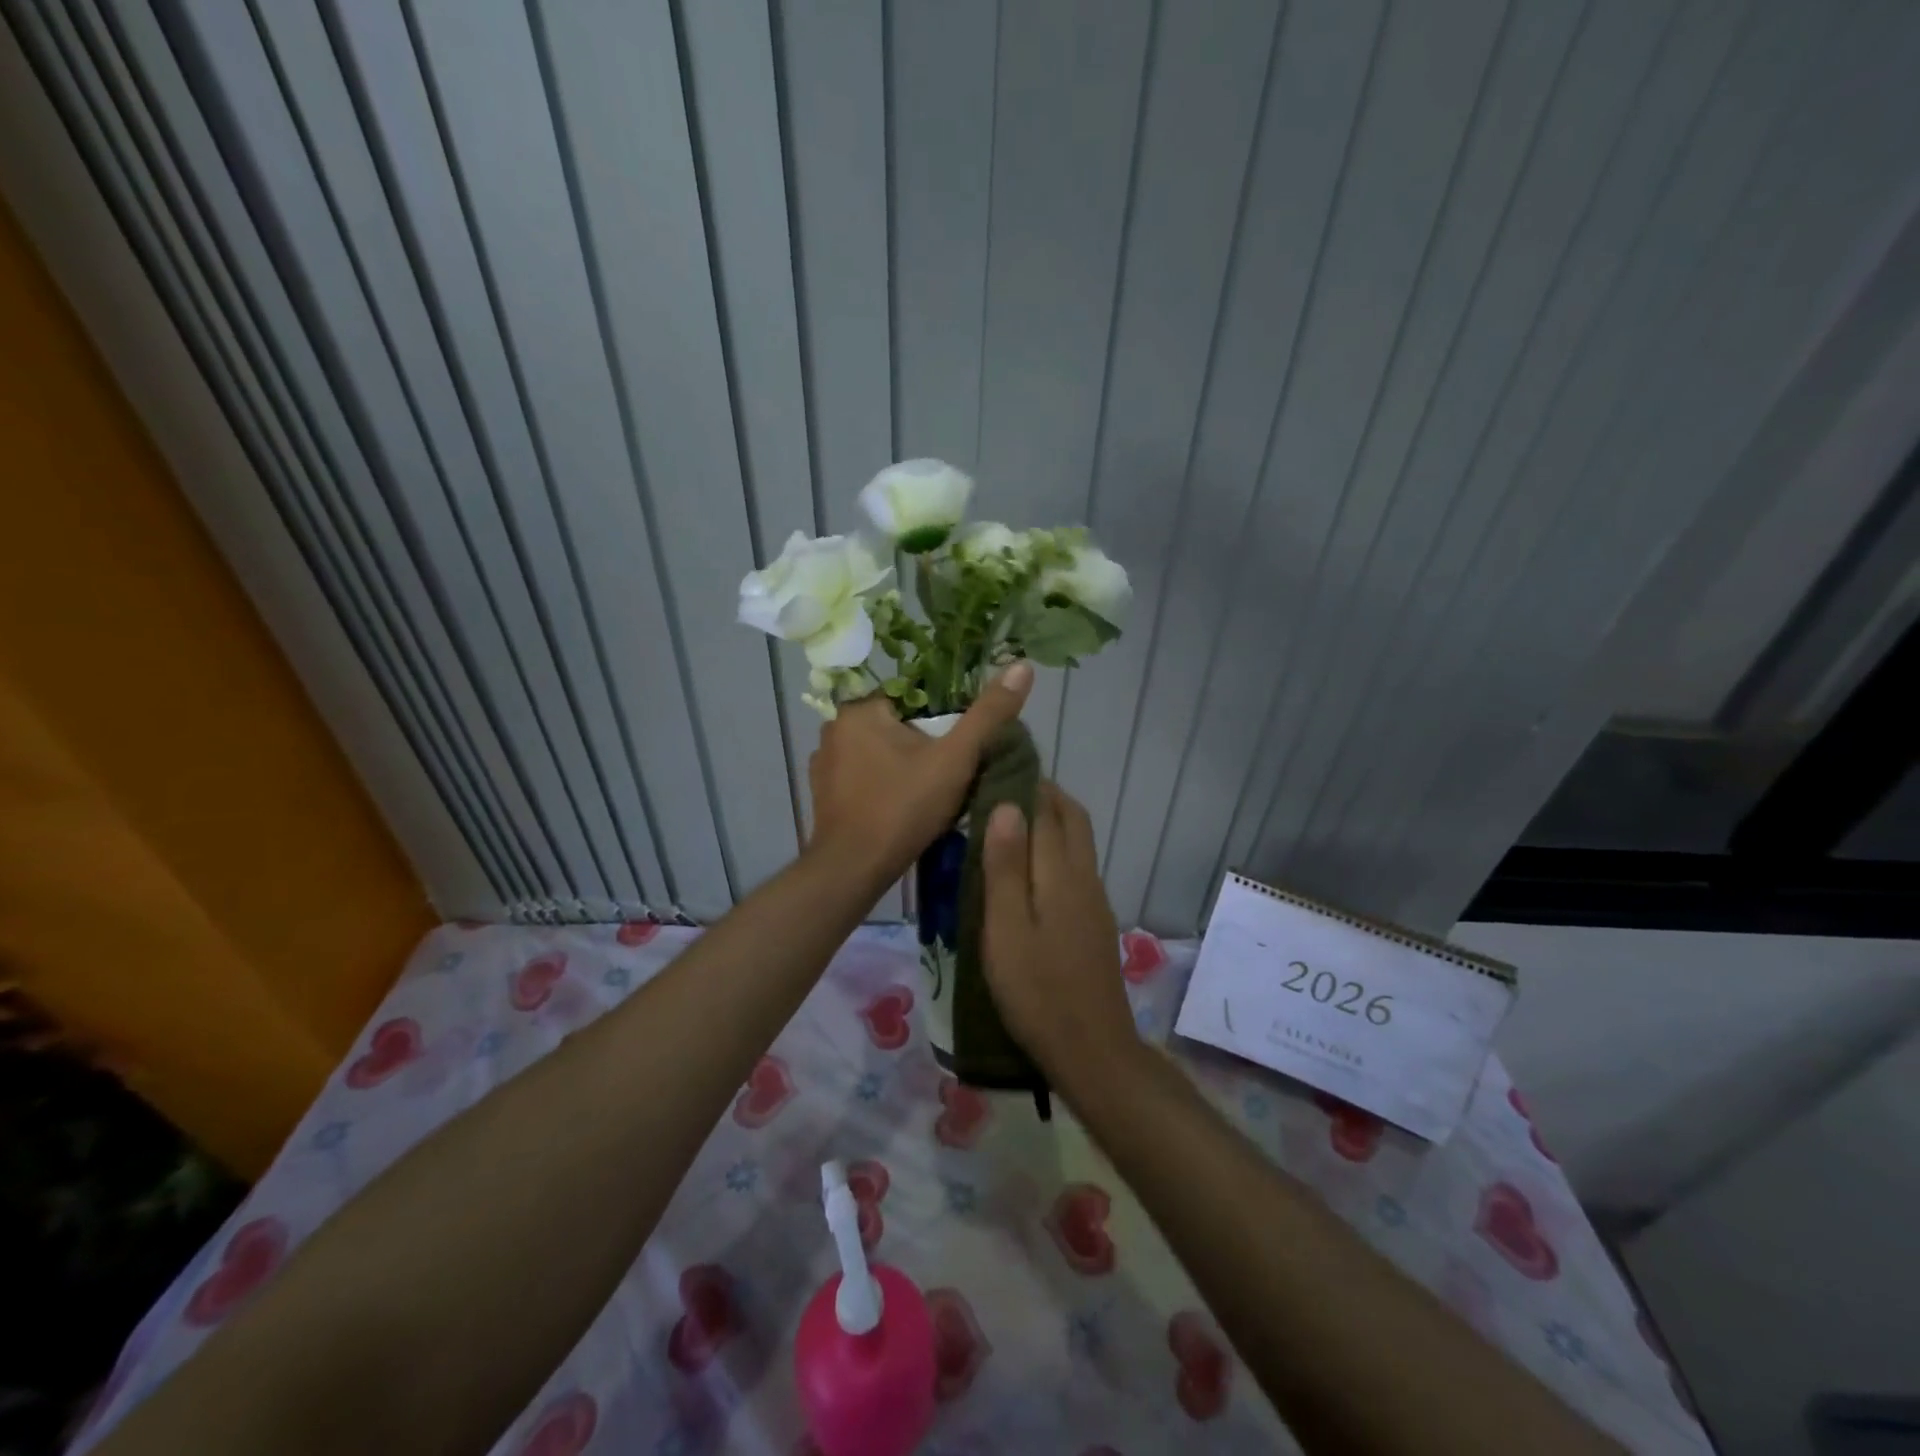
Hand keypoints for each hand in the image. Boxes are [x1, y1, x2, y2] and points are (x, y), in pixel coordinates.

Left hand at [807, 662, 1033, 883]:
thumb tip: (1022, 665)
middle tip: (950, 773)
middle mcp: (834, 728)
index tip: (959, 745)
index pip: (912, 697)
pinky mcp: (823, 792)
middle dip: (923, 743)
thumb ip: (989, 714)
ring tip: (929, 792)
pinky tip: (901, 806)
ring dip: (902, 764)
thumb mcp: (955, 759)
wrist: (854, 869)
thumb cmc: (903, 808)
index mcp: (860, 709)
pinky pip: (862, 776)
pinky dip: (882, 784)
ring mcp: (824, 763)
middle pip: (896, 724)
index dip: (942, 719)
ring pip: (878, 751)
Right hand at [979, 781, 1140, 1082]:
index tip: (996, 767)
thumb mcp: (1006, 929)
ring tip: (1006, 825)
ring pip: (1075, 843)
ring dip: (1048, 823)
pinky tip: (1027, 873)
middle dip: (1043, 795)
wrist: (1092, 1050)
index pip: (1048, 809)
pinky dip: (1053, 852)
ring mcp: (1094, 901)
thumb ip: (1006, 867)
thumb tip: (1008, 804)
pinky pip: (1075, 868)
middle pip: (1072, 819)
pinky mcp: (1094, 923)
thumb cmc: (1037, 990)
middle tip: (1001, 790)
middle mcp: (1084, 877)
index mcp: (1061, 873)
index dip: (1025, 783)